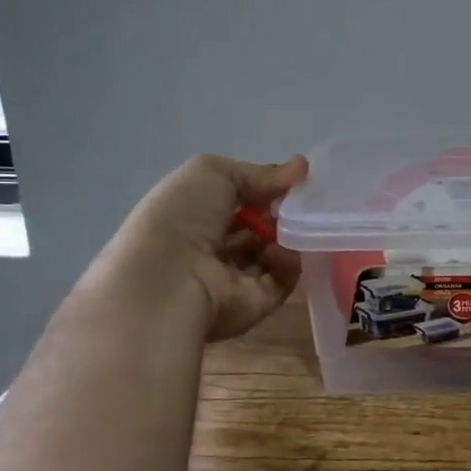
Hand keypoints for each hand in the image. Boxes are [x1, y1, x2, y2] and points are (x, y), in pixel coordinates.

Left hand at [133, 153, 308, 340]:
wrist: (169, 282)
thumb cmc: (182, 218)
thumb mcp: (213, 174)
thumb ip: (258, 172)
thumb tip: (301, 166)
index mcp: (191, 215)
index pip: (235, 199)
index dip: (262, 187)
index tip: (292, 180)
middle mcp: (209, 248)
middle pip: (257, 226)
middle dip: (280, 212)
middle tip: (298, 203)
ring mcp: (232, 279)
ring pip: (273, 252)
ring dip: (287, 235)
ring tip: (290, 226)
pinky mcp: (253, 304)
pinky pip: (282, 280)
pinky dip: (288, 262)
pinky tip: (278, 251)